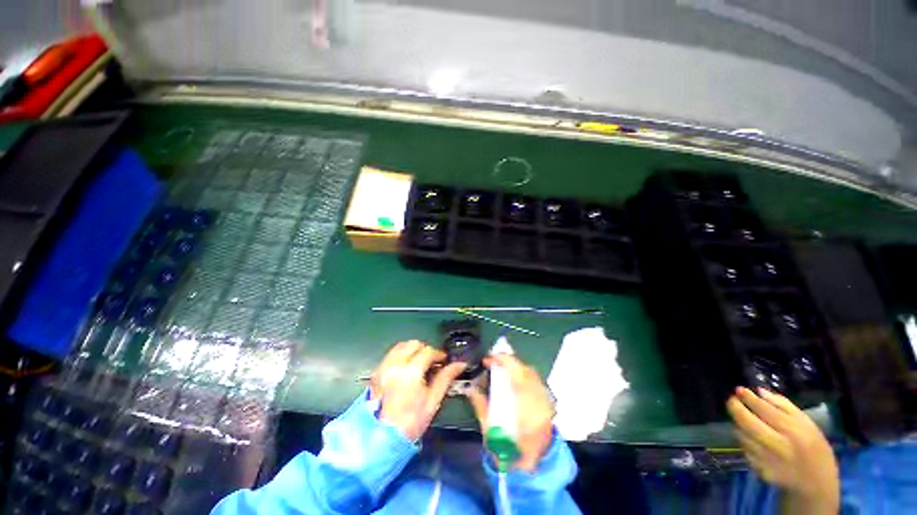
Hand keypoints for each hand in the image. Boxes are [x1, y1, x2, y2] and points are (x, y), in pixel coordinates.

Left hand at [370, 340, 466, 440]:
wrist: (381, 440)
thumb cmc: (410, 422)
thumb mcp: (432, 401)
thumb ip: (446, 378)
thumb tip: (460, 364)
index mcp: (410, 372)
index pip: (428, 351)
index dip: (438, 354)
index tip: (444, 361)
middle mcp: (395, 365)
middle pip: (413, 344)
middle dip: (425, 349)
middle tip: (432, 362)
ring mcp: (383, 367)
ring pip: (401, 346)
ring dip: (412, 350)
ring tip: (419, 364)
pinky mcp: (376, 372)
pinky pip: (391, 355)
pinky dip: (401, 355)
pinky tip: (406, 368)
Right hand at [466, 354, 553, 471]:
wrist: (530, 468)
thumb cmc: (507, 451)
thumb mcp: (489, 430)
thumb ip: (480, 406)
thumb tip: (470, 387)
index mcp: (525, 411)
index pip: (516, 376)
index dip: (501, 361)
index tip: (488, 359)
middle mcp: (539, 403)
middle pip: (525, 370)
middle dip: (507, 361)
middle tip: (493, 362)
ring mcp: (546, 402)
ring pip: (532, 373)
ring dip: (515, 366)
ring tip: (502, 368)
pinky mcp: (548, 403)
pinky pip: (536, 380)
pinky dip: (524, 374)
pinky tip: (514, 379)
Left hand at [727, 387, 838, 513]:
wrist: (817, 483)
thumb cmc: (813, 446)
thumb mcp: (806, 422)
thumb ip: (782, 405)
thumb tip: (759, 391)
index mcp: (793, 431)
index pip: (764, 409)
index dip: (748, 398)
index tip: (739, 389)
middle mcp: (779, 445)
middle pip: (747, 422)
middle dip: (734, 407)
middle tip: (732, 399)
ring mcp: (768, 460)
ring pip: (742, 435)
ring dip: (738, 424)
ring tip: (743, 418)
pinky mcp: (761, 471)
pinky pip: (745, 450)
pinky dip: (744, 440)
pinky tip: (751, 437)